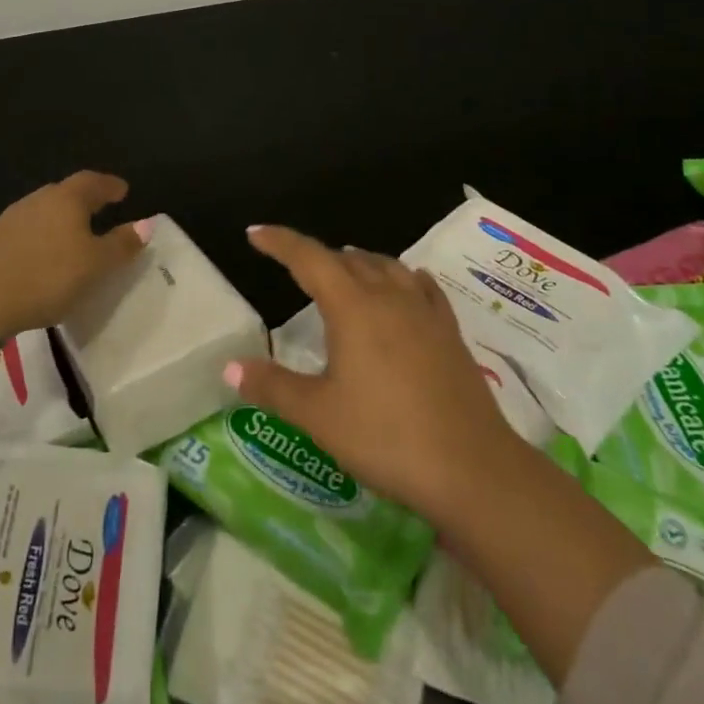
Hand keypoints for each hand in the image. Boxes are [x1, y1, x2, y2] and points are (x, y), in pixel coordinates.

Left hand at [0, 171, 147, 338]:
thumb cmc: (47, 275)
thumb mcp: (95, 265)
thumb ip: (121, 245)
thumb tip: (146, 224)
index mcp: (67, 198)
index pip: (93, 182)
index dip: (110, 185)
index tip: (123, 190)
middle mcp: (39, 199)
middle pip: (67, 192)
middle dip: (86, 199)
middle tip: (103, 210)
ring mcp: (13, 219)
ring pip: (46, 211)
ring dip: (64, 219)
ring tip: (77, 235)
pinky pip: (30, 230)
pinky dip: (46, 237)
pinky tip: (47, 256)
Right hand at [228, 226, 529, 526]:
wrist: (473, 470)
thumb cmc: (386, 437)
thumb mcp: (318, 416)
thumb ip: (272, 387)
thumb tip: (230, 366)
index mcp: (352, 306)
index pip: (308, 258)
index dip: (279, 242)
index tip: (255, 233)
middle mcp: (389, 296)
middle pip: (347, 259)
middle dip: (316, 258)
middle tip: (294, 268)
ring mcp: (425, 312)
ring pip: (386, 267)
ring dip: (358, 263)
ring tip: (343, 272)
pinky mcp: (450, 333)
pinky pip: (421, 287)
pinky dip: (401, 278)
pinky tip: (404, 288)